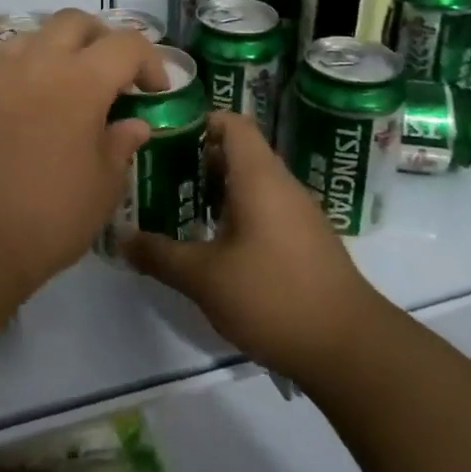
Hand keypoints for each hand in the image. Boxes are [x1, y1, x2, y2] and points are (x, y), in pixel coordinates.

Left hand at [0, 9, 167, 296]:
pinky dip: (31, 63)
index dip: (149, 61)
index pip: (126, 44)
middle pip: (76, 22)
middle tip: (115, 76)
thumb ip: (121, 145)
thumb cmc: (47, 217)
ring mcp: (0, 73)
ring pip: (37, 32)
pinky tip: (36, 100)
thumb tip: (133, 124)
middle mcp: (39, 62)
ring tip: (72, 83)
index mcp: (81, 81)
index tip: (155, 91)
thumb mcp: (102, 187)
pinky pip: (8, 57)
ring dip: (62, 46)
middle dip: (103, 40)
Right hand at [124, 110, 384, 388]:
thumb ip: (159, 254)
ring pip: (250, 183)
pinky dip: (235, 213)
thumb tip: (121, 239)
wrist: (350, 349)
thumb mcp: (204, 277)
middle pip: (237, 151)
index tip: (162, 137)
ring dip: (214, 189)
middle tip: (157, 176)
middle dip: (195, 160)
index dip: (197, 122)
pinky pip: (264, 208)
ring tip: (176, 208)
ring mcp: (298, 214)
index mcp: (259, 177)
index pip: (232, 122)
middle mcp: (281, 185)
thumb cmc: (273, 296)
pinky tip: (211, 243)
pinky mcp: (305, 241)